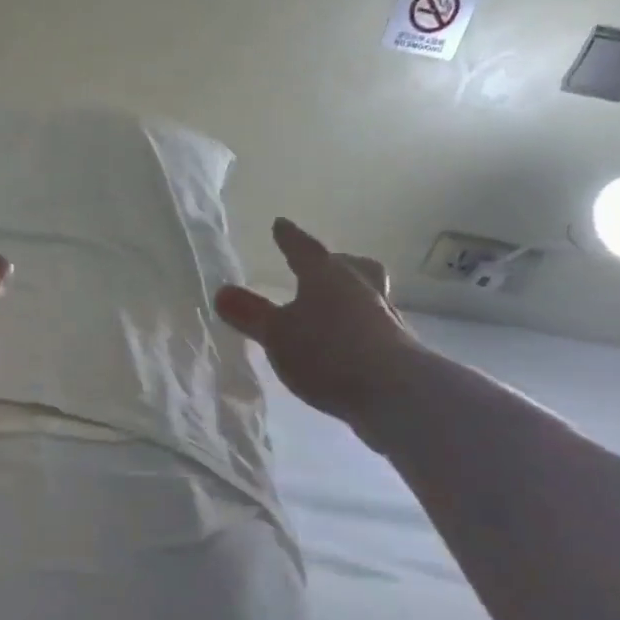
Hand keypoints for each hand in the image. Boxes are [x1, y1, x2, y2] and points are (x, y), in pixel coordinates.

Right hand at [214, 218, 425, 444]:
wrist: (397, 394)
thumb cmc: (328, 352)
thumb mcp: (277, 334)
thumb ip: (250, 314)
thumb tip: (222, 292)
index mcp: (327, 277)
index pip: (304, 250)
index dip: (289, 239)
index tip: (280, 225)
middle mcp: (360, 290)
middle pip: (352, 267)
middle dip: (336, 264)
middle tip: (323, 265)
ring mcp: (384, 319)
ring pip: (367, 296)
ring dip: (350, 297)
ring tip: (331, 309)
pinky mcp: (397, 350)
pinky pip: (372, 327)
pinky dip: (356, 329)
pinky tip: (344, 345)